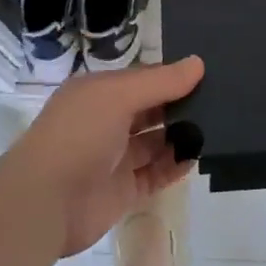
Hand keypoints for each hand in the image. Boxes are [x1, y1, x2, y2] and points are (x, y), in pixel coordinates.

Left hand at [0, 56, 204, 257]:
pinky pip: (156, 173)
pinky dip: (175, 166)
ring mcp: (114, 158)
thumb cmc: (78, 135)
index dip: (171, 76)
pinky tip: (196, 156)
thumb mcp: (118, 96)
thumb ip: (160, 81)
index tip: (207, 74)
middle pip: (150, 110)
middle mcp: (105, 122)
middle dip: (180, 105)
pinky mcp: (123, 190)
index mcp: (97, 93)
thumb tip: (198, 63)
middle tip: (220, 101)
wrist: (45, 202)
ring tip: (216, 128)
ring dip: (181, 136)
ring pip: (155, 142)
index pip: (142, 79)